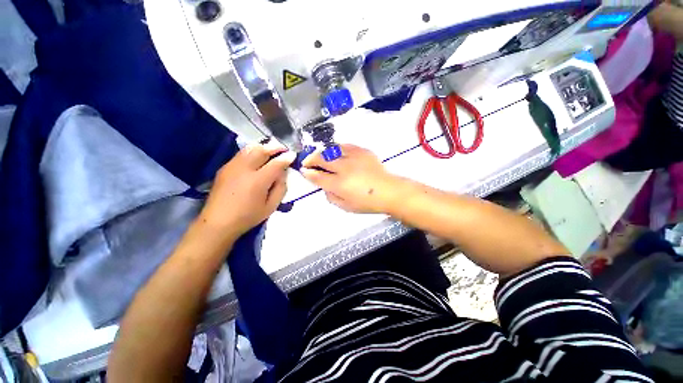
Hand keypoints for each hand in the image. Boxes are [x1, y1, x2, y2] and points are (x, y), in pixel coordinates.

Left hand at [198, 142, 294, 239]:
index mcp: (258, 181)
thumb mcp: (271, 206)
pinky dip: (252, 152)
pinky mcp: (224, 168)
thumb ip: (280, 188)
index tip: (293, 155)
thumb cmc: (248, 217)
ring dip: (263, 147)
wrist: (218, 222)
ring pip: (249, 149)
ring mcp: (232, 167)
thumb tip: (283, 174)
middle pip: (261, 150)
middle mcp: (244, 169)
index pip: (276, 164)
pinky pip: (241, 154)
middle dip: (275, 147)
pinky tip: (257, 158)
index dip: (286, 158)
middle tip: (283, 149)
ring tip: (271, 150)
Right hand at [301, 144, 399, 213]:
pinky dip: (337, 148)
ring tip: (320, 155)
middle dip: (310, 159)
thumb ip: (331, 197)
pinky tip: (336, 151)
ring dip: (322, 152)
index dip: (308, 173)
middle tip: (307, 160)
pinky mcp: (362, 151)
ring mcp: (354, 157)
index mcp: (339, 184)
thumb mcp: (346, 207)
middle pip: (322, 159)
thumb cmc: (367, 203)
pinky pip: (345, 145)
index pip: (318, 176)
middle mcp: (344, 168)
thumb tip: (324, 187)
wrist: (388, 191)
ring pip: (332, 149)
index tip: (303, 170)